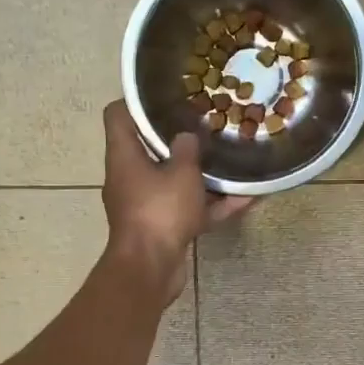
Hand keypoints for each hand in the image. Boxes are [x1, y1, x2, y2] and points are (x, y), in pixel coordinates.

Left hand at [101, 101, 251, 300]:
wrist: (150, 269)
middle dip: (178, 138)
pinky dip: (212, 205)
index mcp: (124, 157)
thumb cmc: (160, 211)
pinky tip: (246, 198)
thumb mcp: (181, 172)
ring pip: (173, 182)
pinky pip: (188, 210)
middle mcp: (129, 178)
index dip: (136, 101)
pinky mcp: (162, 229)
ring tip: (230, 159)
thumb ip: (188, 149)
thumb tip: (187, 136)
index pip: (118, 115)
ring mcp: (145, 205)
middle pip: (149, 149)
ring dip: (200, 174)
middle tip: (206, 123)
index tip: (165, 95)